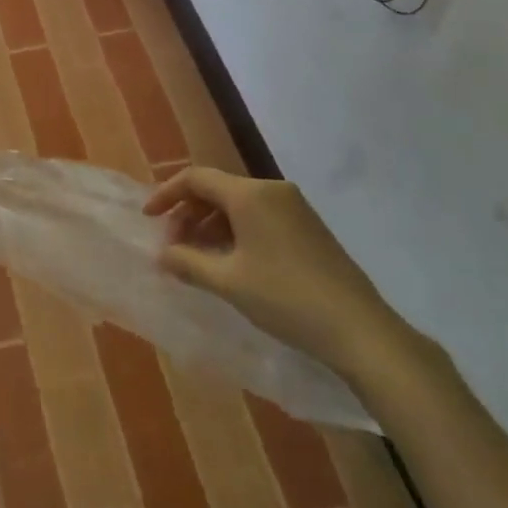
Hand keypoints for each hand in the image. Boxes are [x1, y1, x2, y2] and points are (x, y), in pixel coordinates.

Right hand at [143, 166, 423, 386]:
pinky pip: (260, 216)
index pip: (196, 178)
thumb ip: (188, 263)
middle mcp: (272, 190)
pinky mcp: (308, 227)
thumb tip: (161, 255)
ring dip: (212, 224)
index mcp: (250, 194)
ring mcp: (294, 207)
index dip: (167, 195)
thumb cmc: (286, 298)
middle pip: (218, 189)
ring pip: (239, 204)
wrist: (358, 328)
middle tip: (173, 245)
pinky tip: (231, 262)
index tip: (148, 219)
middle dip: (189, 213)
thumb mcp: (229, 282)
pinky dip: (236, 231)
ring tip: (197, 257)